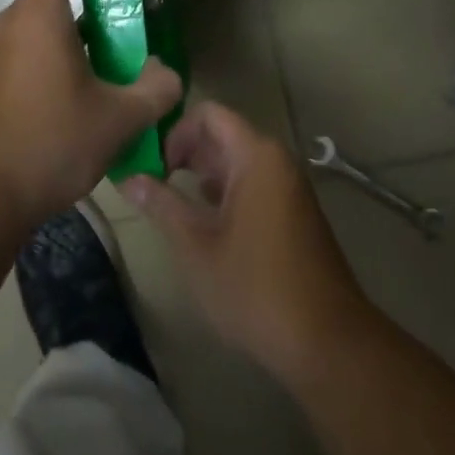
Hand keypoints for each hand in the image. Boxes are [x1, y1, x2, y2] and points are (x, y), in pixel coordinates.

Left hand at [0, 0, 183, 226]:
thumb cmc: (49, 143)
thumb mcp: (117, 119)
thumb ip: (155, 89)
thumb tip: (168, 74)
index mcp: (38, 16)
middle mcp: (10, 23)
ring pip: (41, 23)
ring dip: (73, 23)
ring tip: (111, 42)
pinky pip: (27, 49)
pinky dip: (55, 50)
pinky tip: (79, 84)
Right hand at [119, 102, 371, 380]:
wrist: (327, 341)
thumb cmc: (255, 288)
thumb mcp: (196, 246)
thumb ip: (161, 205)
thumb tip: (128, 178)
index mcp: (256, 156)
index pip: (208, 114)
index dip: (175, 132)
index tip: (153, 167)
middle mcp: (276, 160)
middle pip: (223, 134)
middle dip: (185, 153)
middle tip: (153, 184)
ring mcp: (289, 186)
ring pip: (237, 160)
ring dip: (203, 174)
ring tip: (172, 204)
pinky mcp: (294, 211)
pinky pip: (253, 182)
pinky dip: (225, 191)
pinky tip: (206, 223)